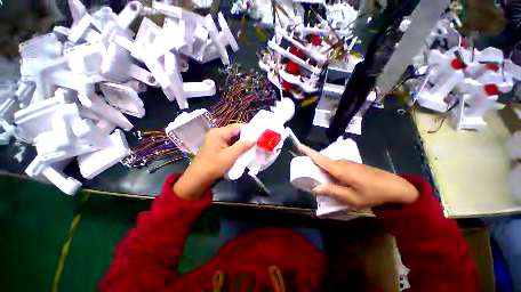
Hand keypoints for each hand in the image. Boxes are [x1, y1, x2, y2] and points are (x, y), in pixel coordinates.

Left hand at [173, 124, 254, 199]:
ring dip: (240, 143)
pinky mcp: (215, 146)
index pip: (237, 127)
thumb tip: (253, 139)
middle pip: (235, 132)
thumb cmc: (214, 166)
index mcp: (219, 133)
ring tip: (250, 147)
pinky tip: (241, 151)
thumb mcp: (230, 156)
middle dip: (245, 137)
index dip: (248, 130)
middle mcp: (216, 133)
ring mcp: (215, 139)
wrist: (197, 178)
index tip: (258, 136)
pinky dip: (235, 146)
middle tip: (255, 142)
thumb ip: (243, 146)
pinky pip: (228, 143)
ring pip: (232, 138)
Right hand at [298, 144, 418, 207]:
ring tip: (319, 178)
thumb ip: (332, 191)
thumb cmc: (373, 193)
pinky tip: (333, 179)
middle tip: (307, 172)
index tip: (299, 146)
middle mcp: (342, 163)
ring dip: (322, 168)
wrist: (396, 187)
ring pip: (330, 163)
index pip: (320, 158)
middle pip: (323, 160)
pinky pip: (337, 165)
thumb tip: (314, 188)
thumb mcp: (351, 197)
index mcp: (339, 169)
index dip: (308, 151)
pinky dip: (331, 170)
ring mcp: (348, 163)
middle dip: (313, 163)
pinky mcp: (353, 165)